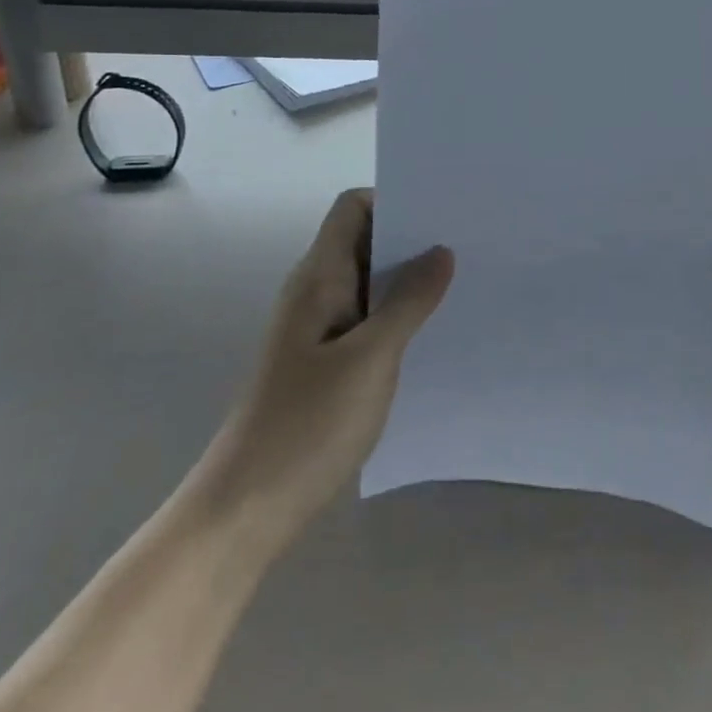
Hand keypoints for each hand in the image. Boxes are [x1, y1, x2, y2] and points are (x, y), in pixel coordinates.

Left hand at [204, 190, 452, 540]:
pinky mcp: (324, 364)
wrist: (244, 511)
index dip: (394, 200)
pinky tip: (431, 335)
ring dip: (408, 281)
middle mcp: (316, 293)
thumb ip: (409, 301)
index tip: (441, 215)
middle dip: (411, 239)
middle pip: (364, 241)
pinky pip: (367, 321)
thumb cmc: (307, 424)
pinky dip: (397, 317)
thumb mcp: (371, 358)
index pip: (353, 208)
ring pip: (369, 284)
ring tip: (460, 286)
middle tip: (466, 246)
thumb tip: (441, 251)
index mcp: (319, 277)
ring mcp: (317, 330)